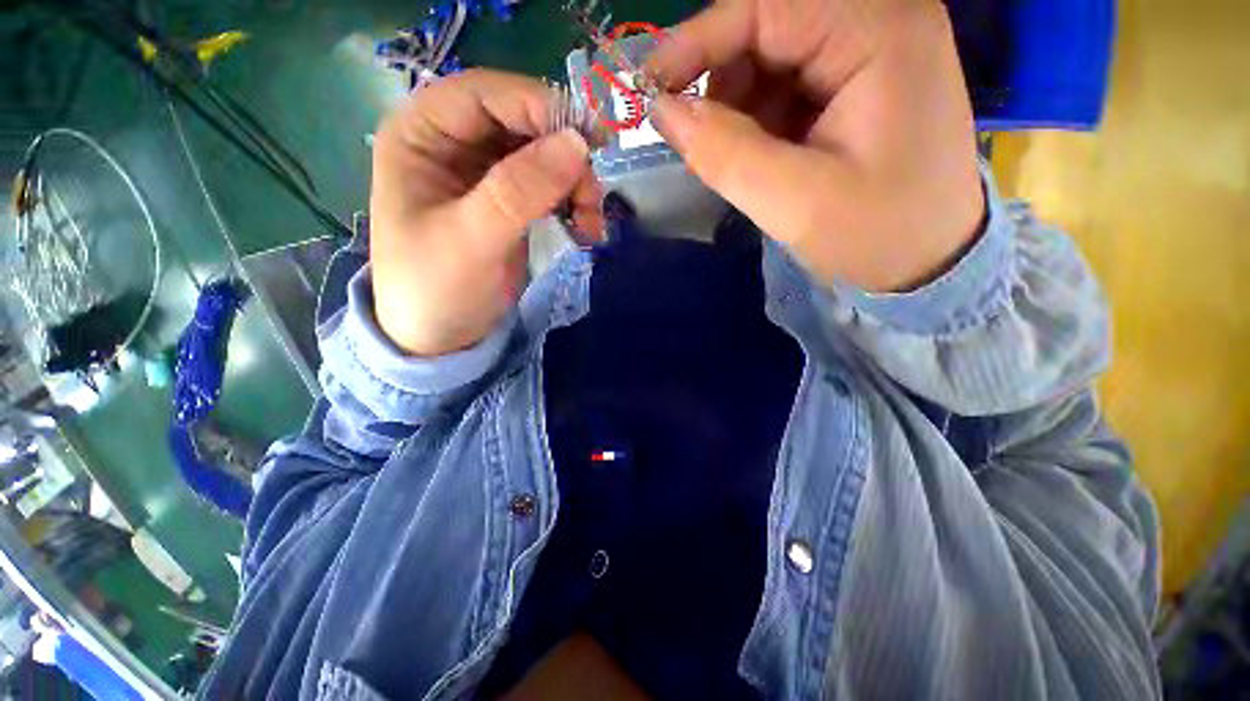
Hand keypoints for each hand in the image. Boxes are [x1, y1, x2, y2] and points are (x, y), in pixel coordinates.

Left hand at [369, 70, 600, 355]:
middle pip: (523, 121)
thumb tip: (577, 143)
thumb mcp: (472, 241)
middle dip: (565, 155)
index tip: (588, 141)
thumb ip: (518, 191)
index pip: (486, 94)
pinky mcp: (510, 200)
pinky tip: (584, 228)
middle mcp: (453, 142)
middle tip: (592, 196)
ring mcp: (485, 172)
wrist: (440, 336)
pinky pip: (551, 184)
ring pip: (544, 153)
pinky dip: (573, 201)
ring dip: (575, 183)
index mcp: (421, 134)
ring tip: (589, 224)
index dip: (539, 107)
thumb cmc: (436, 288)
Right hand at [648, 0, 984, 291]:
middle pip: (769, 28)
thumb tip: (662, 111)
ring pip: (772, 59)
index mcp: (879, 32)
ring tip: (747, 162)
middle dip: (724, 85)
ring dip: (741, 109)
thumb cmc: (876, 234)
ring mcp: (871, 51)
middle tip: (705, 144)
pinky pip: (788, 85)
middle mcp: (879, 22)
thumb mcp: (794, 201)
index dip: (698, 41)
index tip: (650, 88)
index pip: (766, 5)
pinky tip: (767, 158)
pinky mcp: (859, 82)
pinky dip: (761, 120)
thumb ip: (725, 153)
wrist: (930, 262)